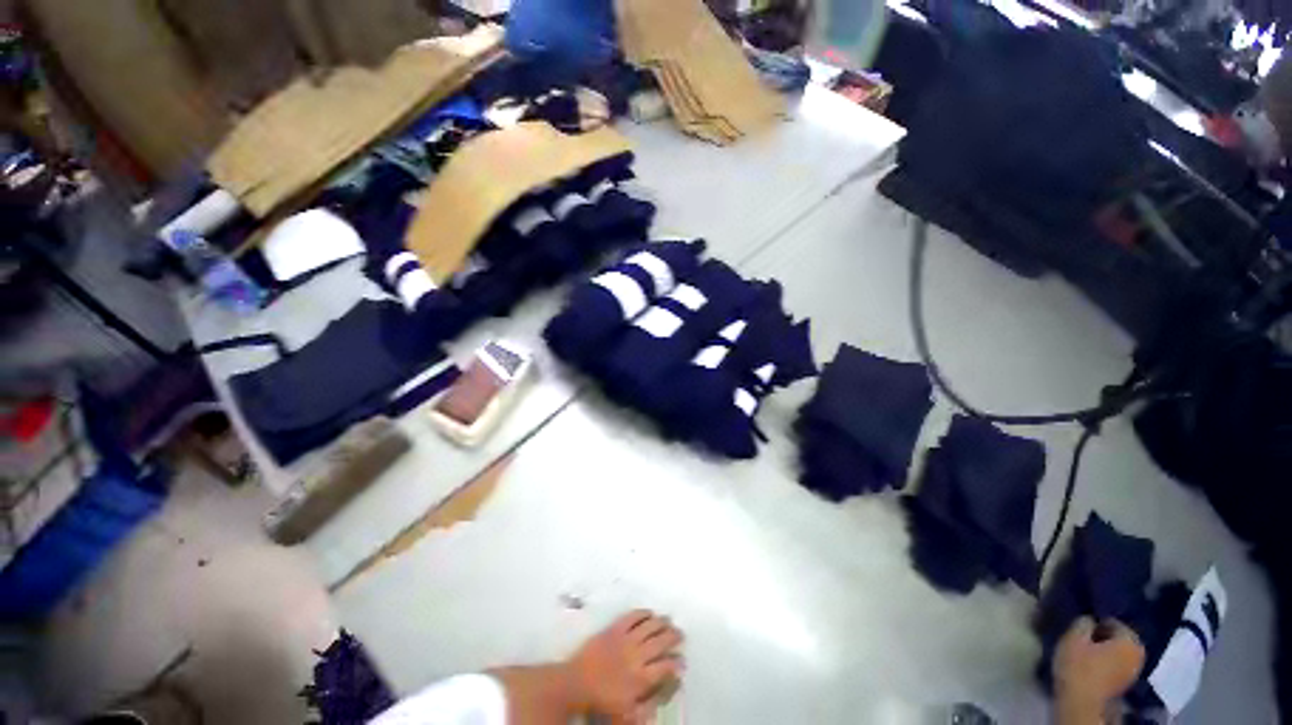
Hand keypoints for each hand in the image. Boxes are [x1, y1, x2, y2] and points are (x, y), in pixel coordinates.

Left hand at [566, 609, 684, 722]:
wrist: (576, 683)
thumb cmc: (602, 703)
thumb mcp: (628, 714)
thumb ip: (650, 703)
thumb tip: (667, 689)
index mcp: (641, 678)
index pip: (666, 666)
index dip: (677, 662)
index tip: (682, 660)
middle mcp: (637, 655)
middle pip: (661, 641)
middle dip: (674, 636)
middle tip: (680, 634)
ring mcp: (626, 639)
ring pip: (649, 625)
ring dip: (662, 622)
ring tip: (669, 620)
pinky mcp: (615, 628)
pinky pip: (632, 616)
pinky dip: (643, 612)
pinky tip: (649, 613)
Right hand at [1053, 617, 1145, 722]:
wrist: (1082, 702)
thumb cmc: (1078, 666)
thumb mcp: (1073, 637)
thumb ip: (1083, 622)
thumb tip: (1089, 619)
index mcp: (1131, 640)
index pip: (1114, 622)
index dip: (1097, 622)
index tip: (1081, 627)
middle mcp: (1139, 654)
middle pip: (1120, 639)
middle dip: (1104, 637)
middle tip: (1083, 639)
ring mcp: (1135, 672)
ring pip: (1119, 653)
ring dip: (1105, 650)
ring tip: (1087, 652)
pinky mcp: (1126, 684)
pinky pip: (1118, 664)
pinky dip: (1108, 662)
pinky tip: (1093, 665)